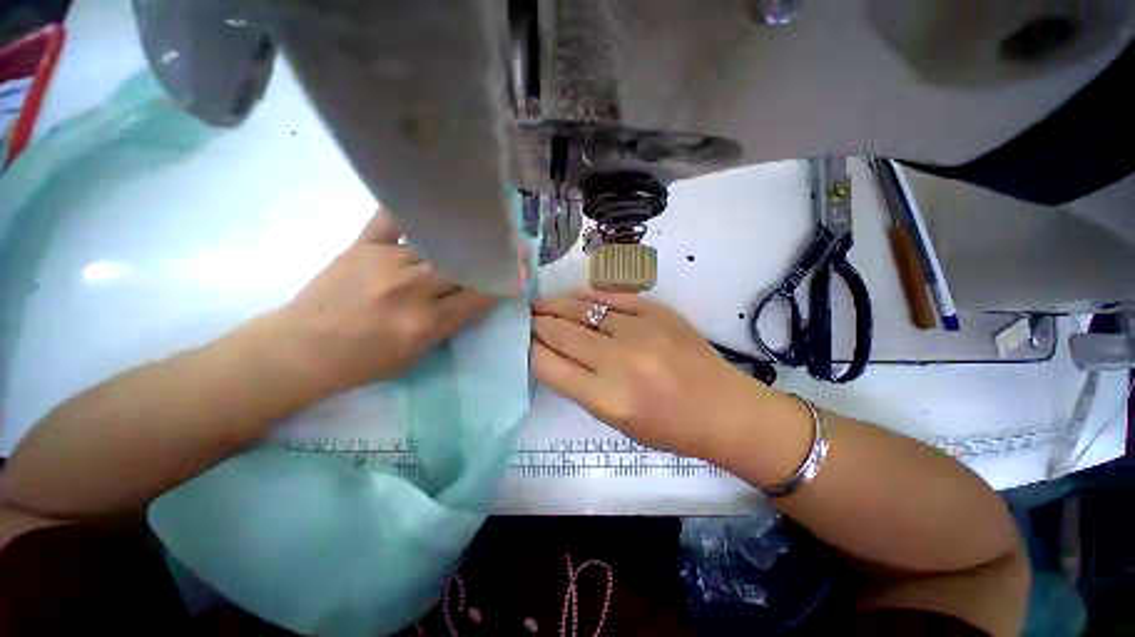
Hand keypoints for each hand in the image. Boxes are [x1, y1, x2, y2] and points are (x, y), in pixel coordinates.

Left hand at [272, 210, 498, 394]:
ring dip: (461, 240)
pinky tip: (430, 207)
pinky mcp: (362, 245)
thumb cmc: (364, 362)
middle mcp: (410, 288)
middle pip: (463, 265)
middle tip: (511, 245)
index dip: (503, 284)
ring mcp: (385, 261)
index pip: (479, 296)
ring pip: (438, 244)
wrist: (301, 349)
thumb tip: (477, 297)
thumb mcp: (418, 355)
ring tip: (479, 230)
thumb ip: (451, 324)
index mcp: (425, 323)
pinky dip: (414, 213)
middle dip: (491, 256)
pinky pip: (394, 220)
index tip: (519, 274)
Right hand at [532, 289, 773, 457]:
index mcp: (606, 398)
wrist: (723, 409)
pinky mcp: (657, 311)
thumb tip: (551, 354)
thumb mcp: (615, 420)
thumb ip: (580, 385)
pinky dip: (588, 293)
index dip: (529, 348)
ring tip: (540, 303)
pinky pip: (612, 295)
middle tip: (525, 316)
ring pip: (582, 308)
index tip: (521, 339)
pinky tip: (574, 294)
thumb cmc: (667, 427)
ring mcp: (640, 331)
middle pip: (561, 332)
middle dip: (537, 323)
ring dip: (555, 305)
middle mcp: (619, 361)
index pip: (549, 365)